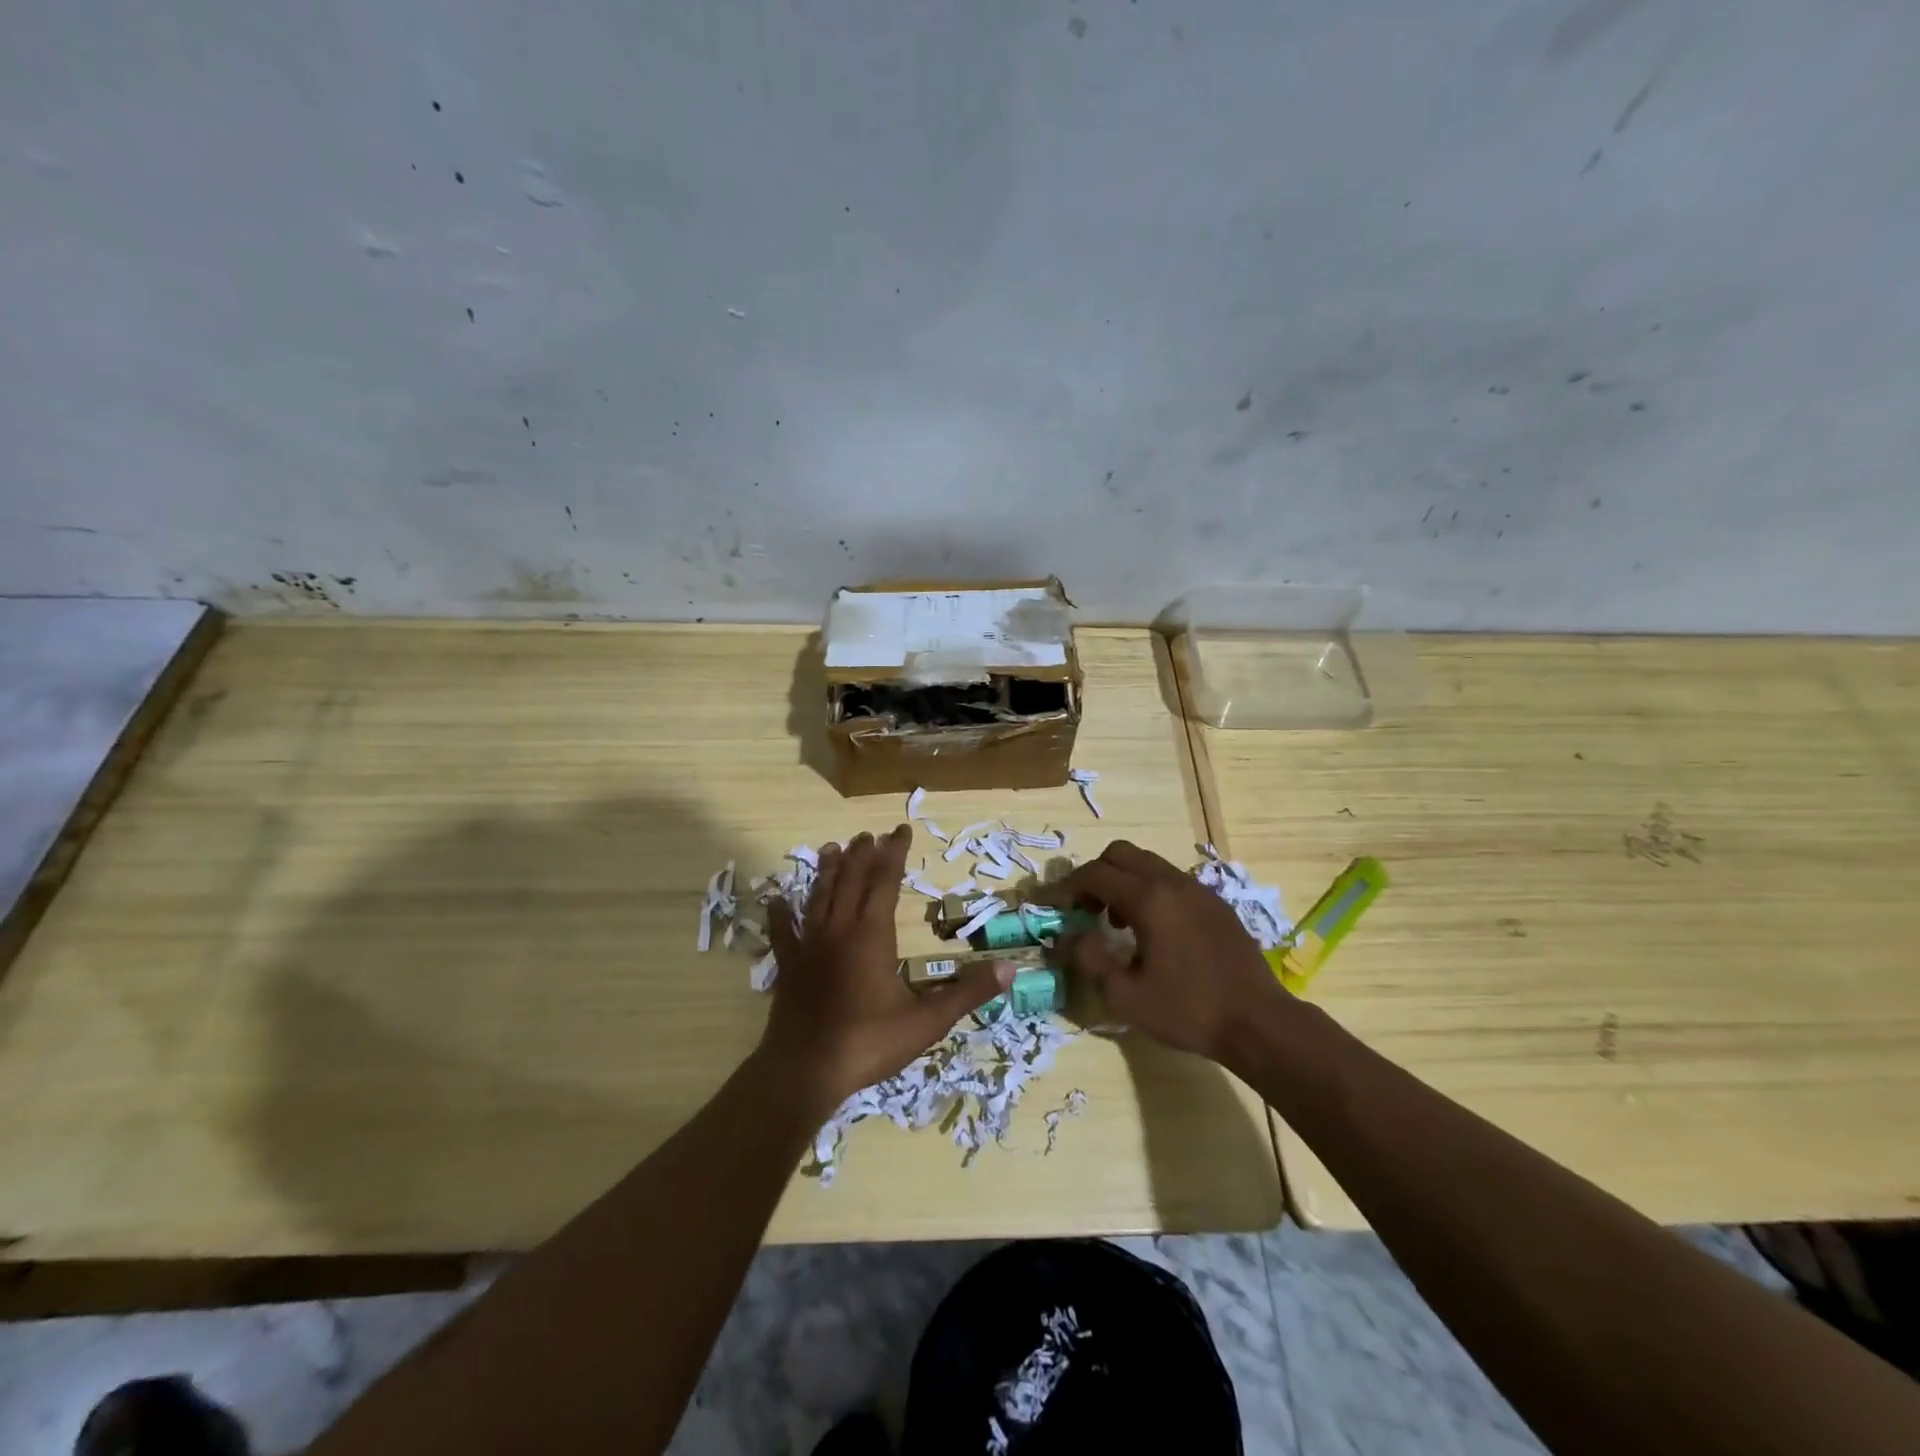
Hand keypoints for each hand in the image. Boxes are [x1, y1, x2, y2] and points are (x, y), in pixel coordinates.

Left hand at [759, 825, 1007, 1110]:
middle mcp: (838, 929)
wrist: (805, 1071)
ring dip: (828, 870)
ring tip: (833, 848)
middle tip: (869, 835)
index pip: (885, 881)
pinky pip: (782, 931)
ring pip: (819, 896)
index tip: (901, 830)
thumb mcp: (927, 1021)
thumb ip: (968, 993)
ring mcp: (808, 945)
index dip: (894, 853)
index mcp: (872, 934)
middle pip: (851, 880)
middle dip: (862, 854)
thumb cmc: (868, 1043)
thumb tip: (1011, 969)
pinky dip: (780, 912)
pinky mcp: (788, 965)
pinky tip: (776, 898)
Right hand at [1040, 840, 1288, 1060]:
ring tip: (1116, 923)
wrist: (1260, 1023)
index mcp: (1149, 898)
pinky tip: (1153, 932)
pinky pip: (1170, 881)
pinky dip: (1149, 891)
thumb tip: (1067, 936)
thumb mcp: (1126, 995)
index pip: (1094, 874)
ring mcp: (1198, 890)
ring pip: (1147, 864)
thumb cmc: (1189, 1010)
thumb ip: (1089, 959)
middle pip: (1120, 854)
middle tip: (1084, 909)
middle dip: (1094, 875)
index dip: (1065, 887)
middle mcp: (1172, 882)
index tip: (1049, 906)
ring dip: (1122, 882)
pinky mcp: (1215, 903)